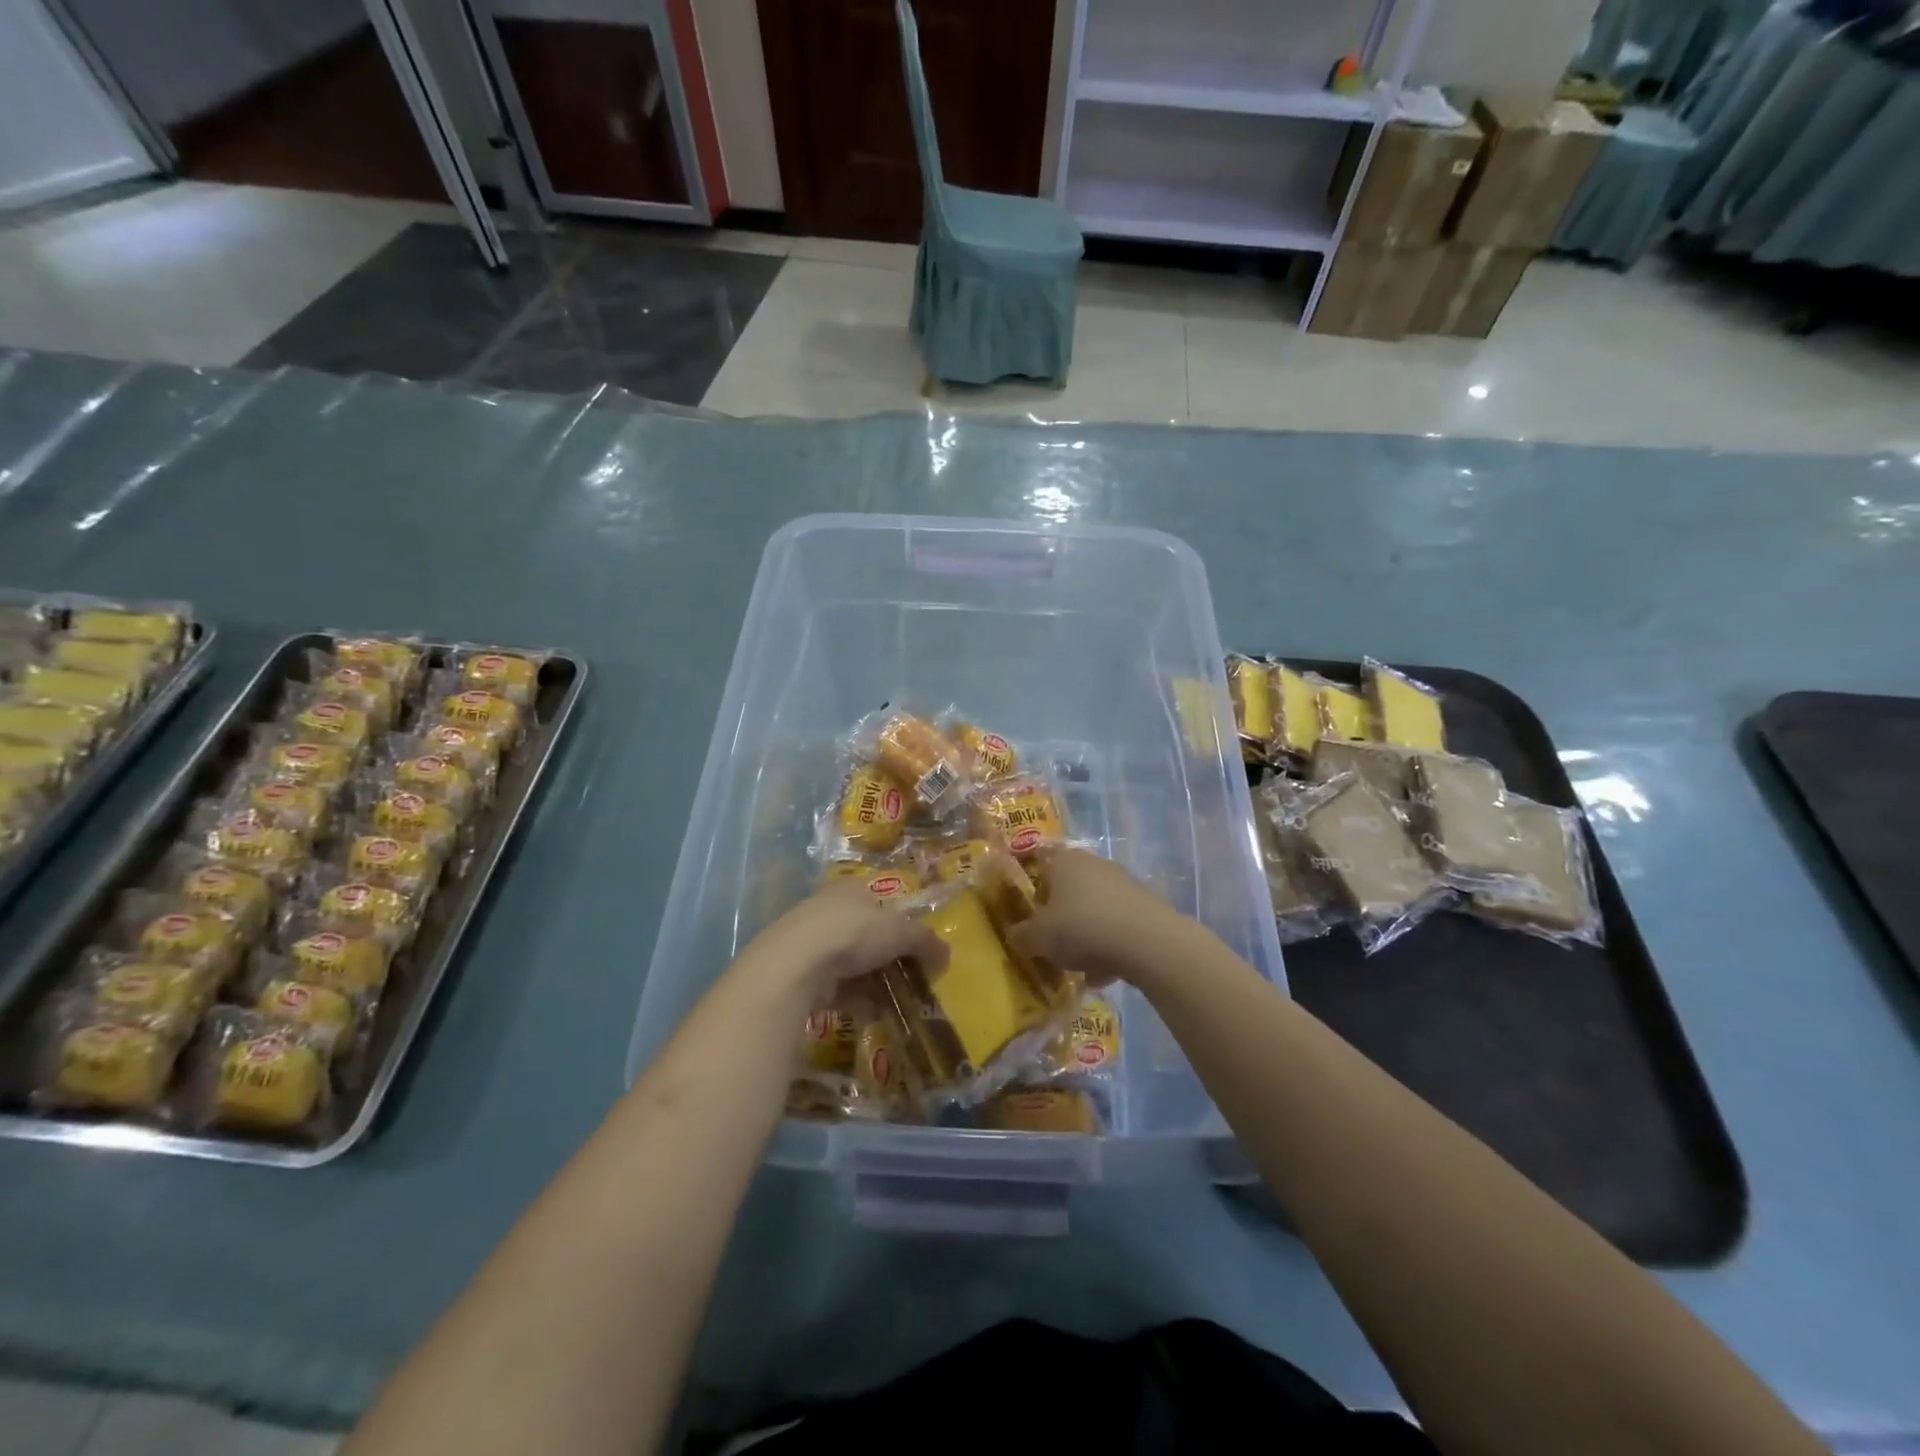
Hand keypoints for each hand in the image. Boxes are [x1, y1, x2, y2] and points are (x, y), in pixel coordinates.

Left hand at [752, 879, 948, 998]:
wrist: (795, 965)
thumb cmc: (852, 933)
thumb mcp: (899, 932)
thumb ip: (925, 941)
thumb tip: (946, 954)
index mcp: (851, 889)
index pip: (880, 900)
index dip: (900, 921)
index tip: (916, 946)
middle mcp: (828, 910)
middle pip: (867, 934)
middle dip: (888, 957)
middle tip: (910, 978)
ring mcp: (811, 942)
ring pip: (851, 963)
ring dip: (873, 982)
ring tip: (897, 1001)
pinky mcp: (800, 974)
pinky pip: (836, 987)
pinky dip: (854, 999)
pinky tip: (872, 1013)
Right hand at [1007, 847, 1190, 987]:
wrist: (1147, 941)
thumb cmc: (1081, 928)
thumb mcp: (1037, 938)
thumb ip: (1020, 935)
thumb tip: (1015, 936)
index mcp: (1064, 861)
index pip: (1040, 872)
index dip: (1034, 901)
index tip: (1034, 927)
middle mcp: (1093, 864)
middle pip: (1069, 894)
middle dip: (1062, 922)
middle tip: (1055, 949)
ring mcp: (1123, 883)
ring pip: (1094, 912)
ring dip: (1086, 939)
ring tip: (1082, 971)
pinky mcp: (1145, 905)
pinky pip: (1117, 926)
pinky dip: (1110, 947)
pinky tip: (1106, 974)